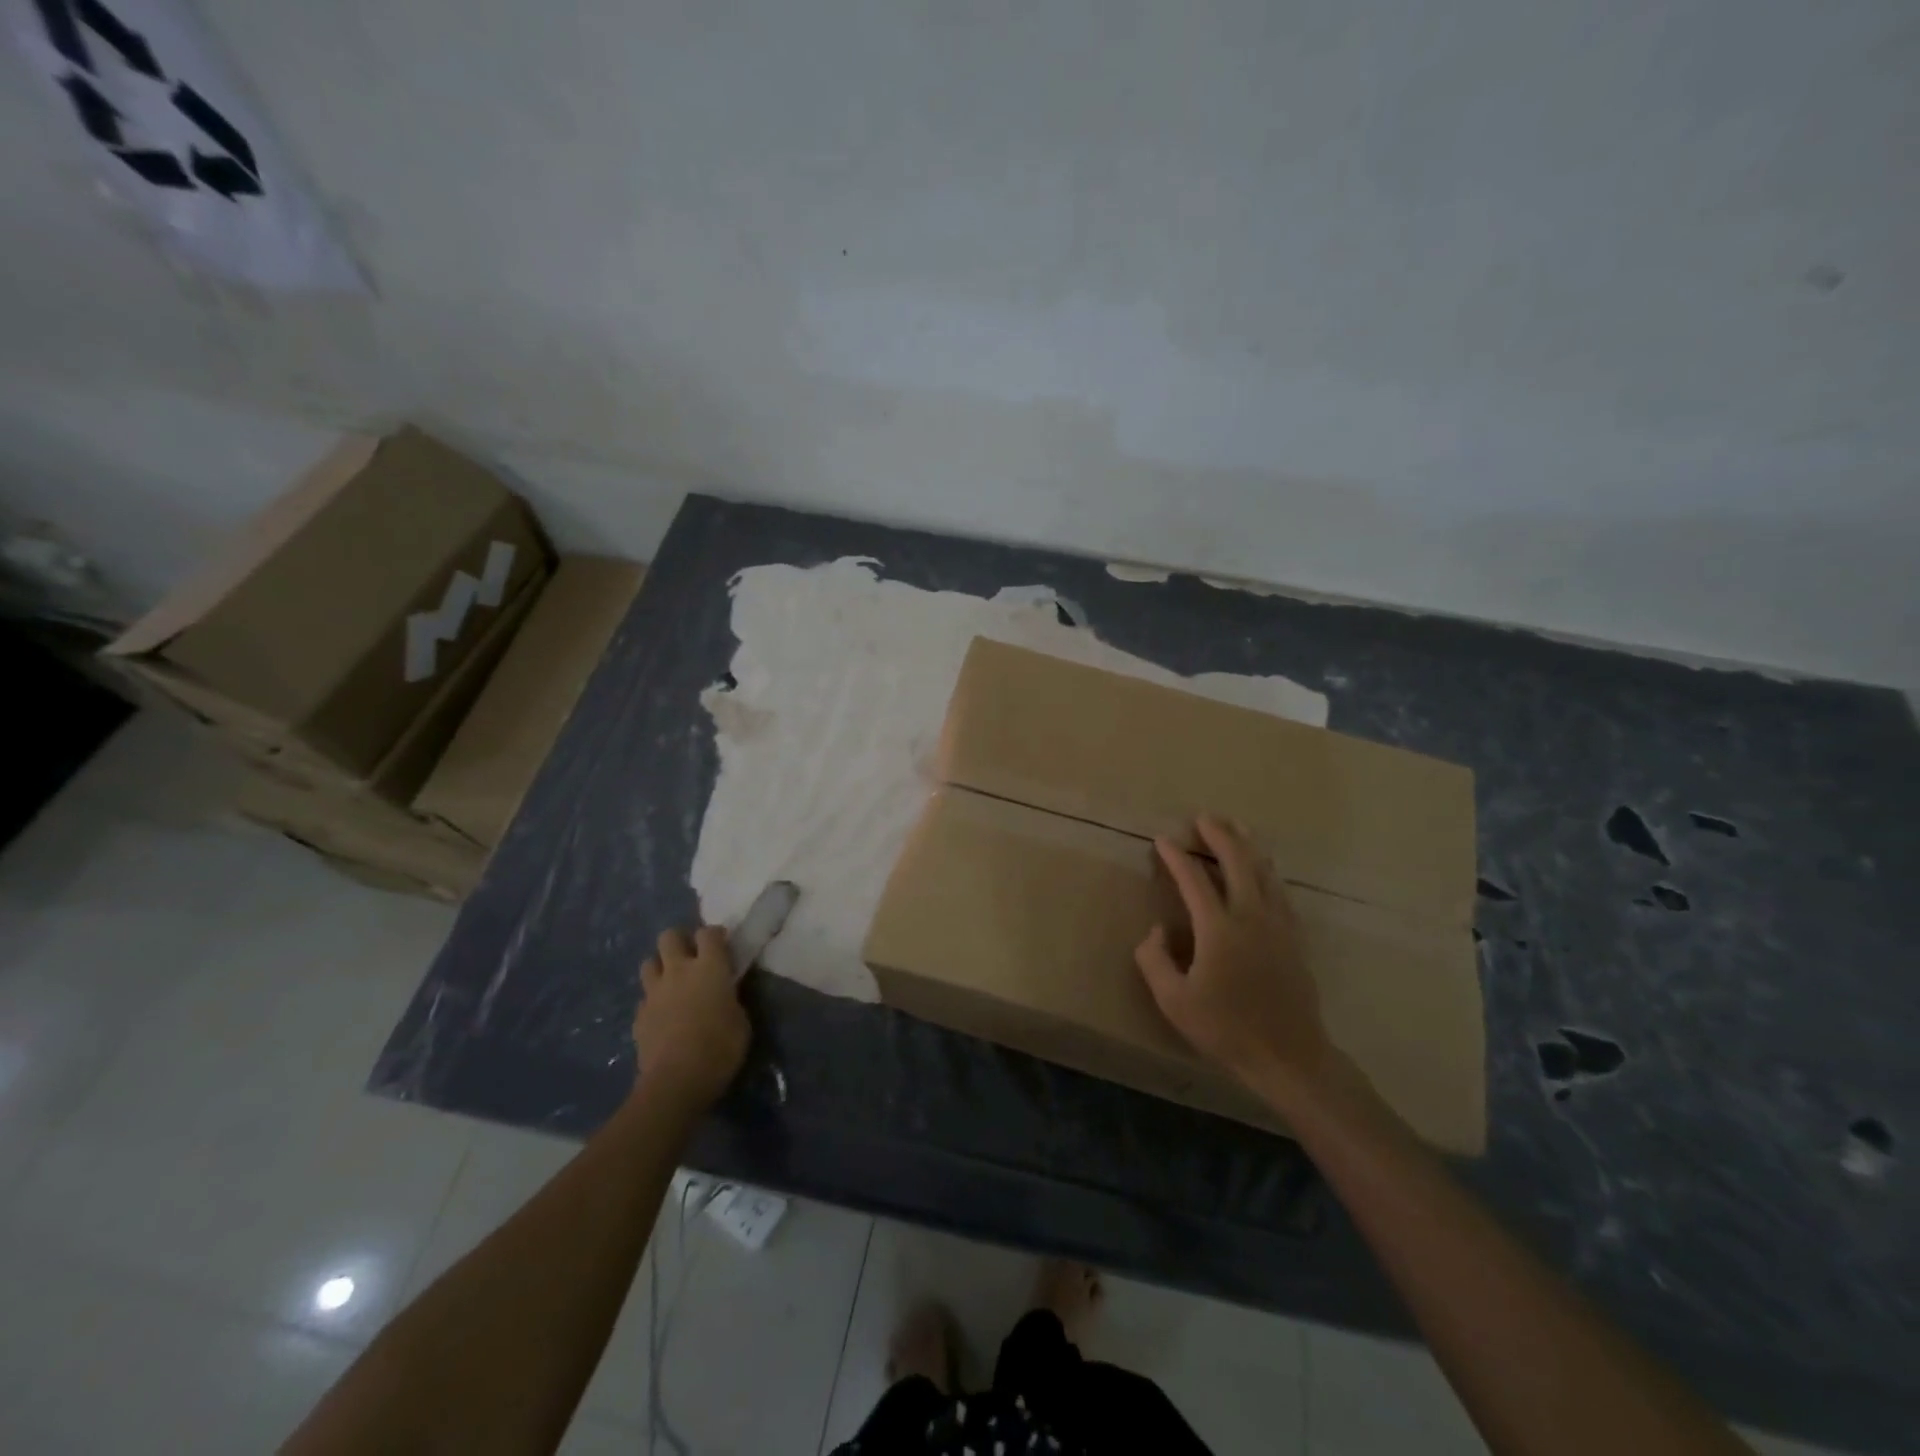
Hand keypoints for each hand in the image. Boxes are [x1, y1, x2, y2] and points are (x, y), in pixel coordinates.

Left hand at [633, 926, 750, 1110]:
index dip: (714, 935)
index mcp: (709, 968)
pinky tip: (663, 1014)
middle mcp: (678, 971)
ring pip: (649, 962)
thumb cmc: (720, 1048)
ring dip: (661, 967)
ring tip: (673, 982)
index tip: (722, 945)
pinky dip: (653, 1000)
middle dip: (680, 941)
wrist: (676, 1081)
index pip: (708, 933)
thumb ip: (730, 998)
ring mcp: (654, 992)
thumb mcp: (741, 1020)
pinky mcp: (639, 1015)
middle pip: (669, 936)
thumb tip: (725, 992)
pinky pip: (645, 997)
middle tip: (691, 956)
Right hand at [1135, 816, 1335, 1098]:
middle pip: (1238, 861)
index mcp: (1219, 928)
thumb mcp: (1174, 1001)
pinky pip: (1279, 891)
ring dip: (1247, 845)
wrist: (1289, 1056)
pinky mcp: (1294, 938)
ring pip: (1264, 871)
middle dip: (1220, 834)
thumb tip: (1156, 931)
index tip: (1162, 839)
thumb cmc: (1226, 1029)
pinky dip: (1266, 871)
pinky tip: (1263, 870)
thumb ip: (1155, 960)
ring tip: (1236, 828)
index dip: (1176, 856)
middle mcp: (1251, 916)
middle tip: (1204, 817)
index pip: (1193, 879)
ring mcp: (1278, 925)